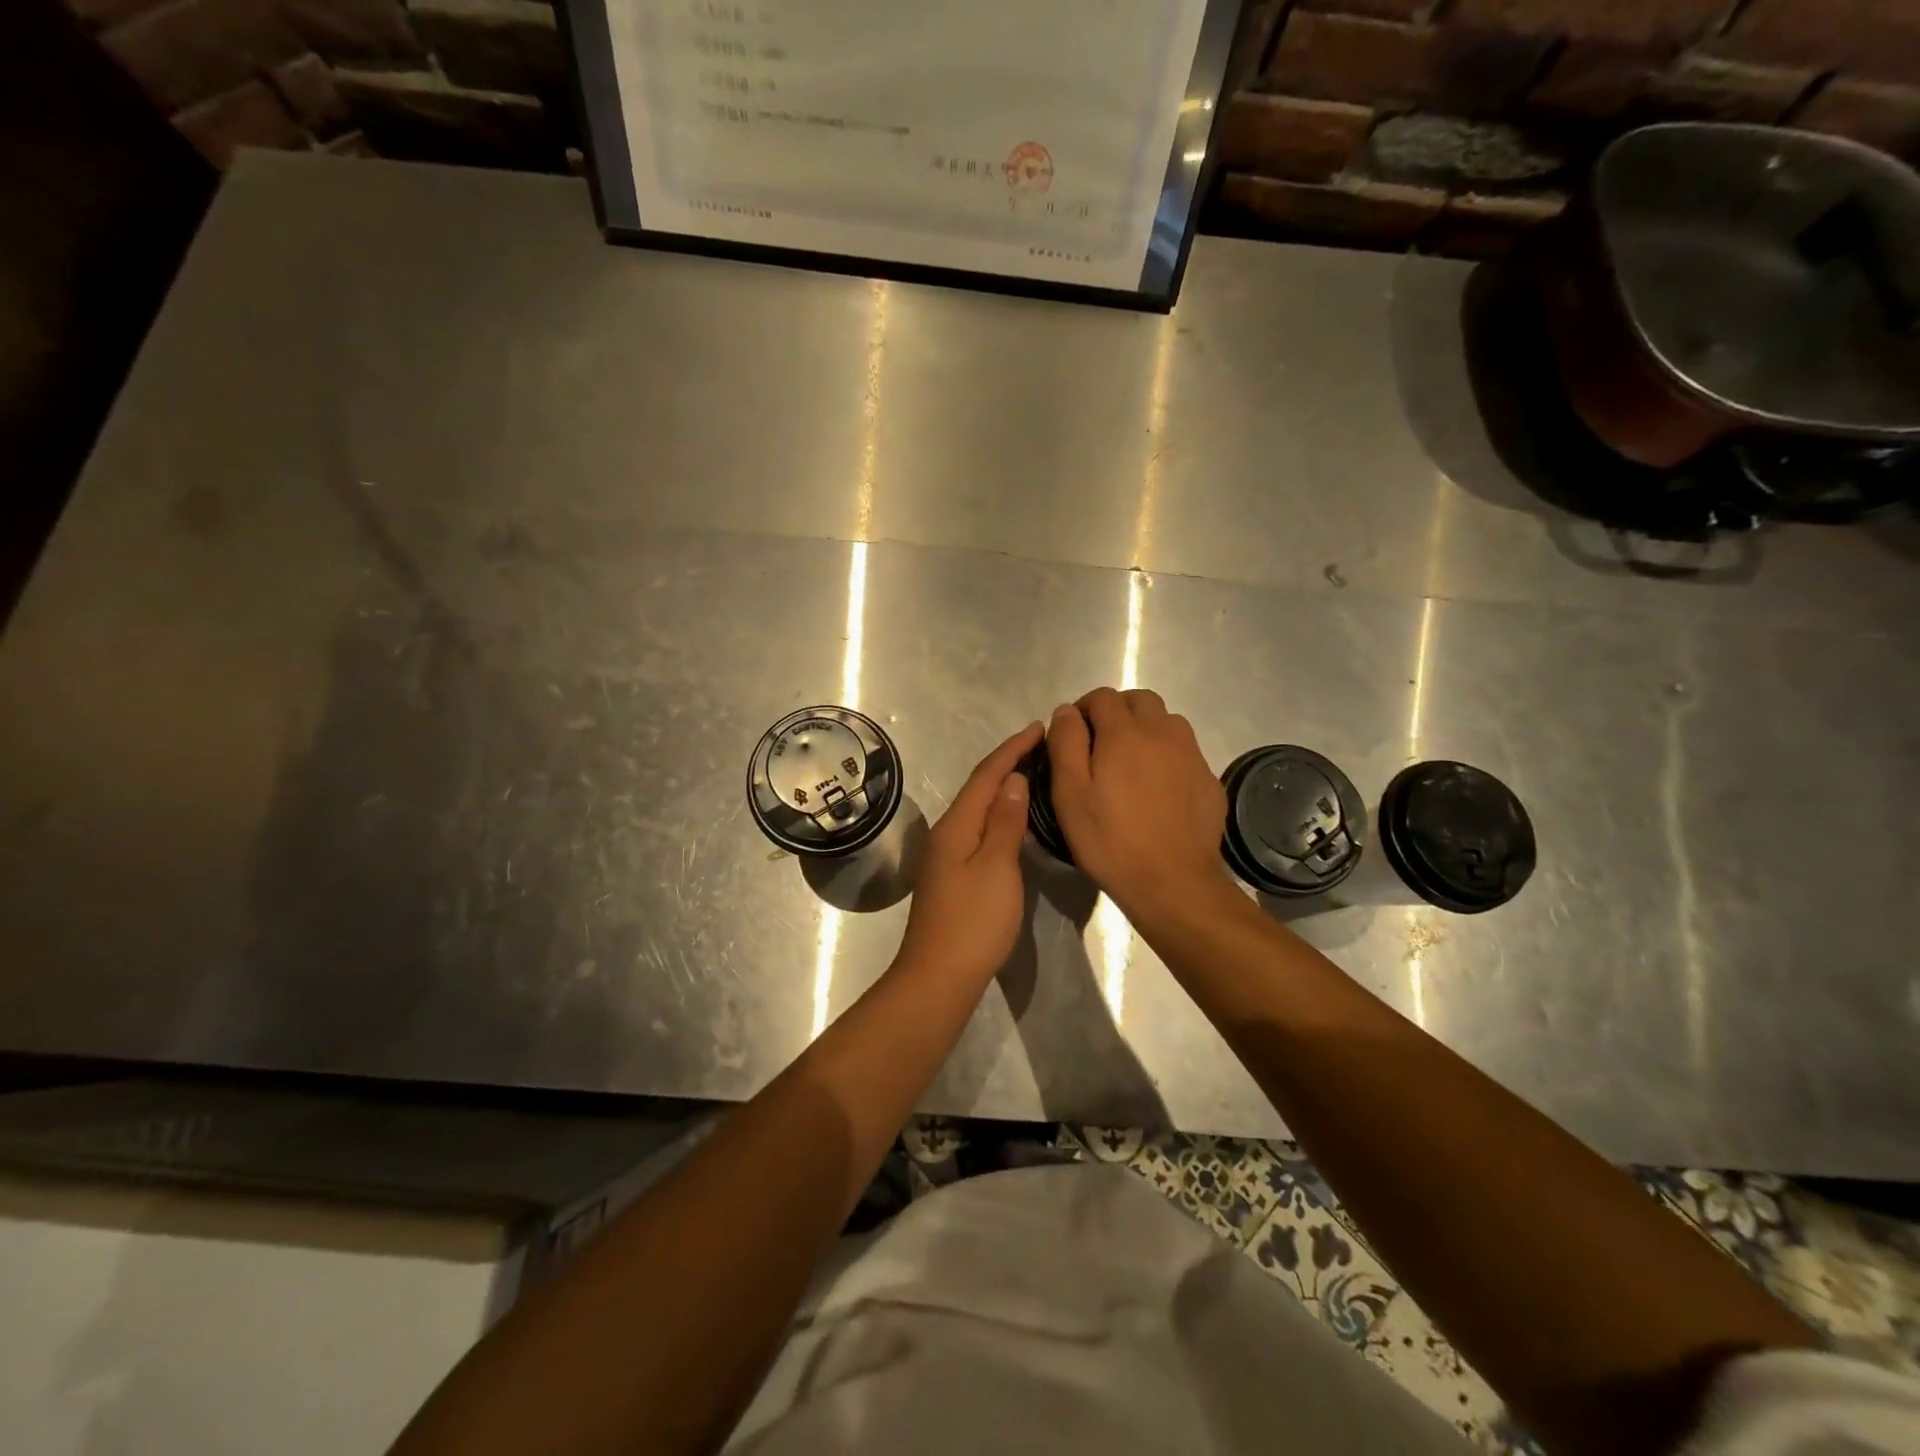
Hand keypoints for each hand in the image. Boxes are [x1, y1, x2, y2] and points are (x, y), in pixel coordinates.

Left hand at [897, 721, 1043, 985]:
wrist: (939, 976)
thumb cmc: (973, 921)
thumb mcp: (996, 867)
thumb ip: (1005, 822)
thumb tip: (1014, 780)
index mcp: (956, 825)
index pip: (987, 775)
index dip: (1012, 749)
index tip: (1039, 728)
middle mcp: (948, 832)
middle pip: (979, 787)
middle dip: (1007, 763)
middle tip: (1041, 746)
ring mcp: (948, 855)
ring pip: (978, 808)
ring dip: (1003, 788)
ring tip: (1033, 773)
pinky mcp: (954, 874)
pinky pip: (979, 829)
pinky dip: (999, 814)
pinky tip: (1015, 820)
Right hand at [1047, 689, 1230, 921]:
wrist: (1173, 882)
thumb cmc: (1110, 839)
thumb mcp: (1070, 794)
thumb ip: (1065, 744)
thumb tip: (1067, 711)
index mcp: (1125, 733)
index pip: (1102, 697)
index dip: (1084, 710)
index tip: (1074, 735)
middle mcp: (1163, 732)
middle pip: (1140, 700)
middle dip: (1117, 712)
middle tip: (1101, 744)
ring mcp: (1192, 755)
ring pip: (1167, 722)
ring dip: (1146, 729)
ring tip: (1130, 764)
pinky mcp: (1209, 779)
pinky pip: (1185, 752)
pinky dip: (1167, 756)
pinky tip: (1158, 789)